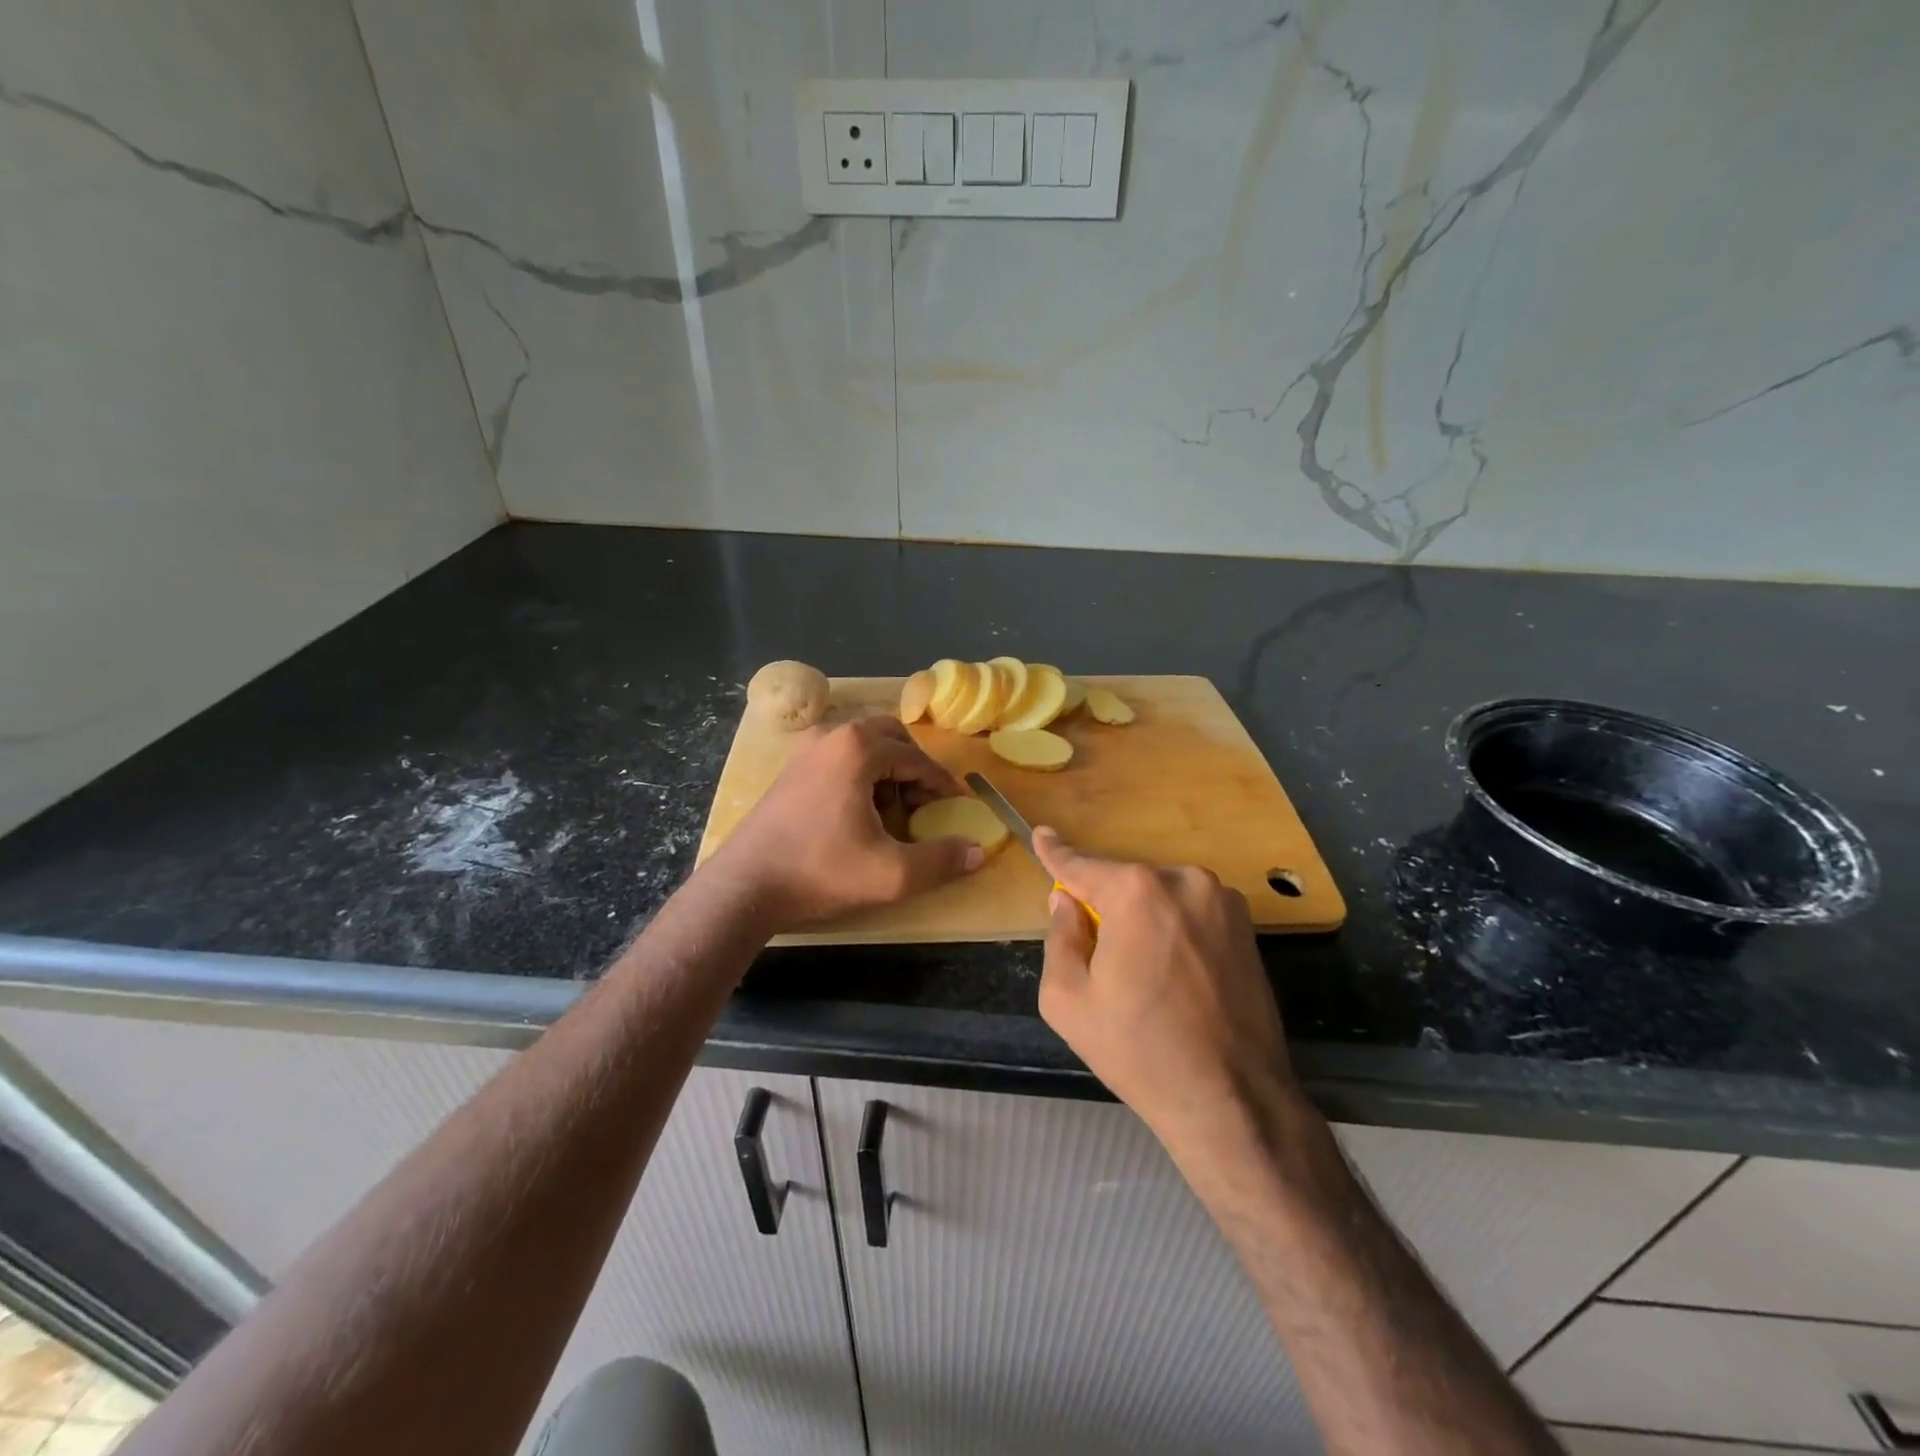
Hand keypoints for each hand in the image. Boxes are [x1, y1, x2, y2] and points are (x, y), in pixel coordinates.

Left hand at [710, 715, 984, 931]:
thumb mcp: (891, 873)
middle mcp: (832, 735)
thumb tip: (980, 851)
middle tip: (925, 805)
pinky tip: (859, 814)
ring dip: (888, 770)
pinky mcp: (791, 768)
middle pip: (891, 738)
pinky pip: (841, 757)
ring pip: (864, 746)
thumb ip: (941, 860)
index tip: (956, 808)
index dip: (941, 784)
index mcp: (858, 748)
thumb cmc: (821, 871)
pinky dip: (861, 774)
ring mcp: (807, 748)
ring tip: (894, 813)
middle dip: (914, 769)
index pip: (917, 757)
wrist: (746, 885)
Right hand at [1033, 828, 1299, 1156]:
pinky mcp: (1246, 925)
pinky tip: (1176, 980)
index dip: (1055, 852)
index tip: (1040, 833)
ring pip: (1159, 898)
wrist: (1233, 1100)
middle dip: (1105, 909)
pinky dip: (1173, 931)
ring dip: (1142, 921)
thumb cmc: (1139, 1050)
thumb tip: (1066, 902)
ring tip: (1145, 980)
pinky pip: (1190, 913)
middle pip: (1123, 884)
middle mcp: (1183, 880)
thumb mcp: (1068, 1000)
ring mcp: (1222, 900)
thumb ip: (1059, 937)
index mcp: (1136, 891)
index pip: (1081, 865)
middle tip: (1101, 963)